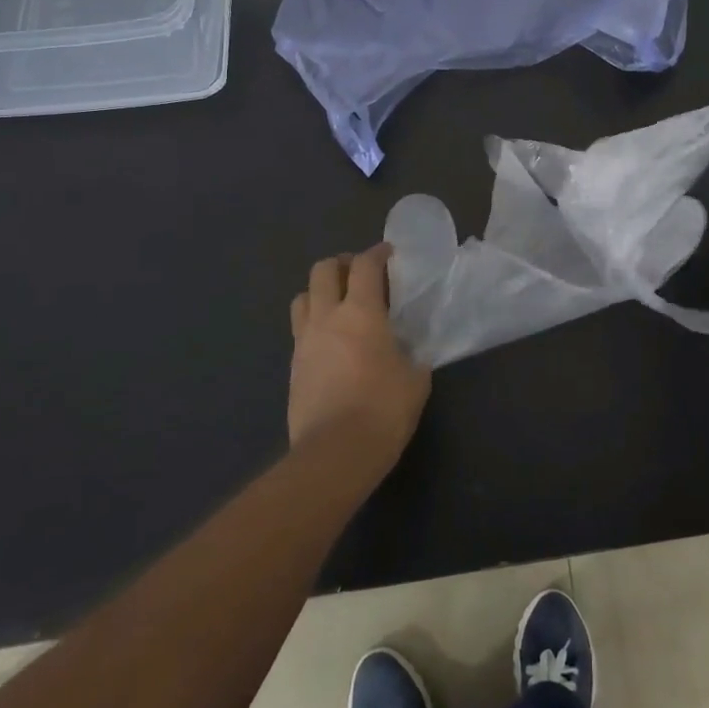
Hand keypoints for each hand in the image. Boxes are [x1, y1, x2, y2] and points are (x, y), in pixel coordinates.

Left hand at [287, 244, 430, 474]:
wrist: (335, 453)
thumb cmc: (383, 410)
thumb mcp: (415, 379)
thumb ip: (412, 355)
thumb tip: (408, 352)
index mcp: (362, 313)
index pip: (365, 265)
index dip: (377, 253)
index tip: (389, 254)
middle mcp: (327, 317)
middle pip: (323, 270)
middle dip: (342, 264)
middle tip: (361, 275)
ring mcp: (304, 341)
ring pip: (302, 296)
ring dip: (320, 291)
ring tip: (339, 304)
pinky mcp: (293, 366)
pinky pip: (300, 330)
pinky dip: (314, 323)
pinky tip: (330, 341)